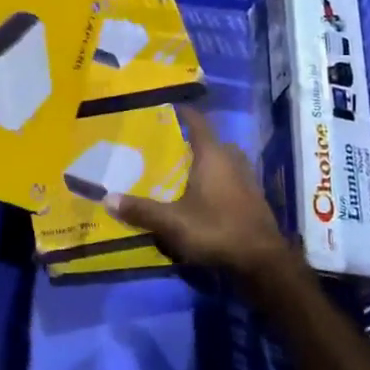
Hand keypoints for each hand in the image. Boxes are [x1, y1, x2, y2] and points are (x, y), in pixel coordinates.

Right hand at [105, 105, 289, 279]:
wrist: (262, 261)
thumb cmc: (216, 230)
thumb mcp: (172, 223)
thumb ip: (141, 210)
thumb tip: (107, 199)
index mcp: (213, 155)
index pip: (197, 122)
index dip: (182, 113)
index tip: (165, 108)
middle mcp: (232, 160)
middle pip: (210, 141)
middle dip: (190, 141)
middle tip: (165, 146)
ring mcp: (247, 179)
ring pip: (222, 161)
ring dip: (204, 162)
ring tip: (180, 171)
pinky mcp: (253, 198)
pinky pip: (230, 178)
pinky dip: (215, 181)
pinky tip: (201, 195)